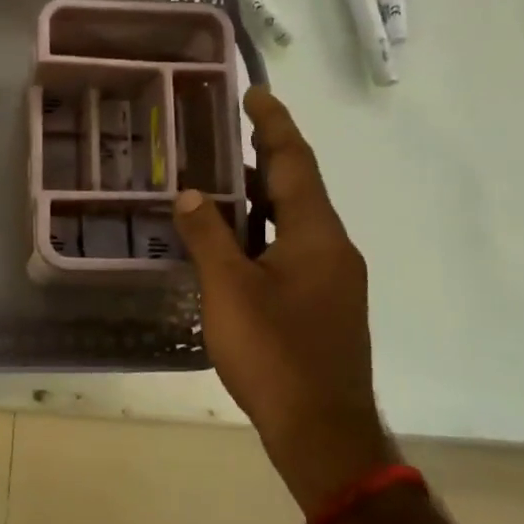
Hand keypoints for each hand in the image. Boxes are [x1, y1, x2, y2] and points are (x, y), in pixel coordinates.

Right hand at [171, 87, 397, 515]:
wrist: (322, 430)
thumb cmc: (275, 354)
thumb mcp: (229, 290)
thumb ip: (208, 237)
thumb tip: (190, 194)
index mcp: (317, 235)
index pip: (294, 163)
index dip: (273, 125)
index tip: (256, 93)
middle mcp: (333, 248)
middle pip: (299, 188)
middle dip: (265, 157)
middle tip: (226, 132)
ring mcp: (332, 279)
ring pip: (295, 222)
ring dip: (262, 197)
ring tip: (220, 179)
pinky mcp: (324, 305)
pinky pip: (293, 250)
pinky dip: (264, 232)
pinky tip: (233, 242)